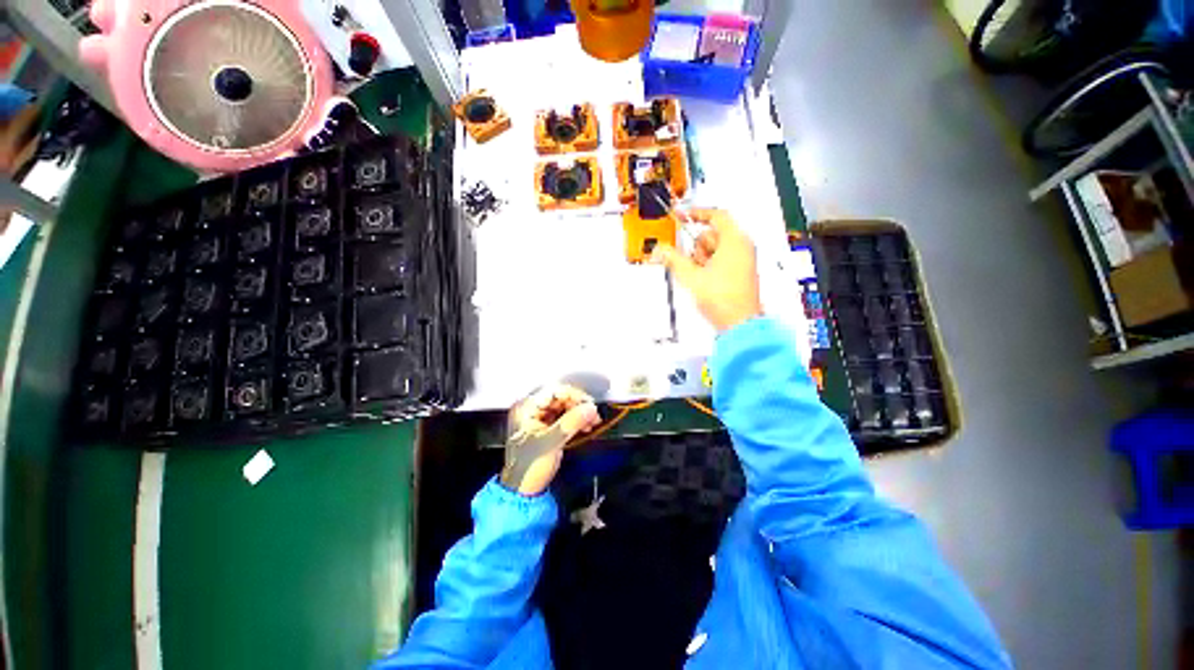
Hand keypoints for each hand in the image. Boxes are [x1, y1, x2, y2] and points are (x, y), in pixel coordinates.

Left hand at [500, 385, 600, 495]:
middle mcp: (531, 409)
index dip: (573, 395)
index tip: (588, 403)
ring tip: (593, 422)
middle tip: (593, 414)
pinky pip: (564, 417)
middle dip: (578, 405)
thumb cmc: (528, 467)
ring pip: (564, 407)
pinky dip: (576, 420)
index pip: (553, 392)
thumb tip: (591, 407)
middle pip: (560, 398)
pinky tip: (586, 426)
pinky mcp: (546, 428)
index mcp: (526, 408)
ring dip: (579, 413)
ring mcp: (538, 418)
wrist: (522, 492)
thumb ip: (571, 422)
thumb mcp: (550, 443)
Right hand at [652, 208, 761, 332]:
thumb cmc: (723, 299)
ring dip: (701, 259)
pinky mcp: (740, 272)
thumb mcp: (691, 276)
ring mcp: (743, 260)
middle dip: (697, 248)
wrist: (739, 324)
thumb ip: (672, 259)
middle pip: (712, 235)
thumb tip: (661, 249)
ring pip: (714, 249)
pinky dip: (708, 267)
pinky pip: (720, 260)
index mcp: (735, 241)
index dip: (696, 214)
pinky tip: (705, 282)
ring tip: (700, 278)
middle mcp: (742, 247)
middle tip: (692, 265)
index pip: (716, 215)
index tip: (682, 216)